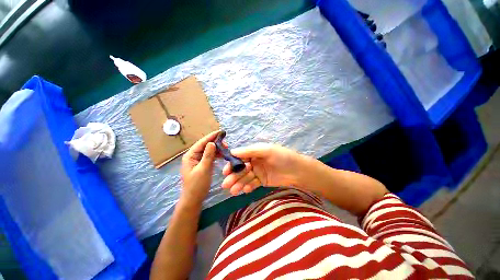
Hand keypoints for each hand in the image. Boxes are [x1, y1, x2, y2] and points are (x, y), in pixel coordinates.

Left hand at [180, 130, 220, 205]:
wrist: (193, 199)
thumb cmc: (197, 185)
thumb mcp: (203, 169)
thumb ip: (208, 156)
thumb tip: (212, 143)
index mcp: (190, 155)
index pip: (202, 143)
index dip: (211, 136)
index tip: (221, 132)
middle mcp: (193, 156)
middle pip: (205, 145)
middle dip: (216, 143)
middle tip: (226, 144)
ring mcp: (198, 160)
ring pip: (208, 151)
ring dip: (217, 149)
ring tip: (226, 148)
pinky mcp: (202, 164)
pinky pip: (210, 156)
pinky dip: (216, 155)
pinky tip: (222, 154)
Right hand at [221, 143, 305, 194]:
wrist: (298, 171)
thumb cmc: (282, 157)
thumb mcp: (266, 150)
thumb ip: (249, 151)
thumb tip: (232, 151)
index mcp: (255, 152)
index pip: (240, 158)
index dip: (232, 164)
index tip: (225, 172)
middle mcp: (255, 162)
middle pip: (241, 169)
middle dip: (233, 176)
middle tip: (226, 184)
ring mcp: (258, 172)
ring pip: (245, 177)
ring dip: (239, 183)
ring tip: (233, 191)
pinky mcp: (262, 181)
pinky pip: (252, 184)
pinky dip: (248, 187)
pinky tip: (245, 190)